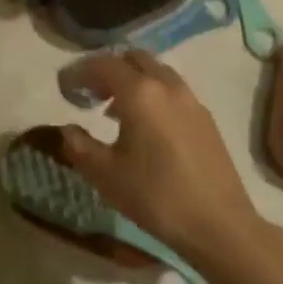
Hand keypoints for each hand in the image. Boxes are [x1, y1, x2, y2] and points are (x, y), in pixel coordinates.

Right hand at [61, 51, 260, 260]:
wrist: (219, 225)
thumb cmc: (155, 197)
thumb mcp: (105, 174)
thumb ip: (79, 145)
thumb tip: (69, 129)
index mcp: (140, 92)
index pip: (102, 64)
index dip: (78, 72)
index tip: (64, 89)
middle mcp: (167, 85)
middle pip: (132, 59)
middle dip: (107, 70)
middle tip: (90, 95)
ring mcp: (191, 99)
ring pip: (155, 72)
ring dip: (132, 81)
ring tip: (114, 111)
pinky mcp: (205, 117)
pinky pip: (172, 90)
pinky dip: (152, 94)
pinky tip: (145, 127)